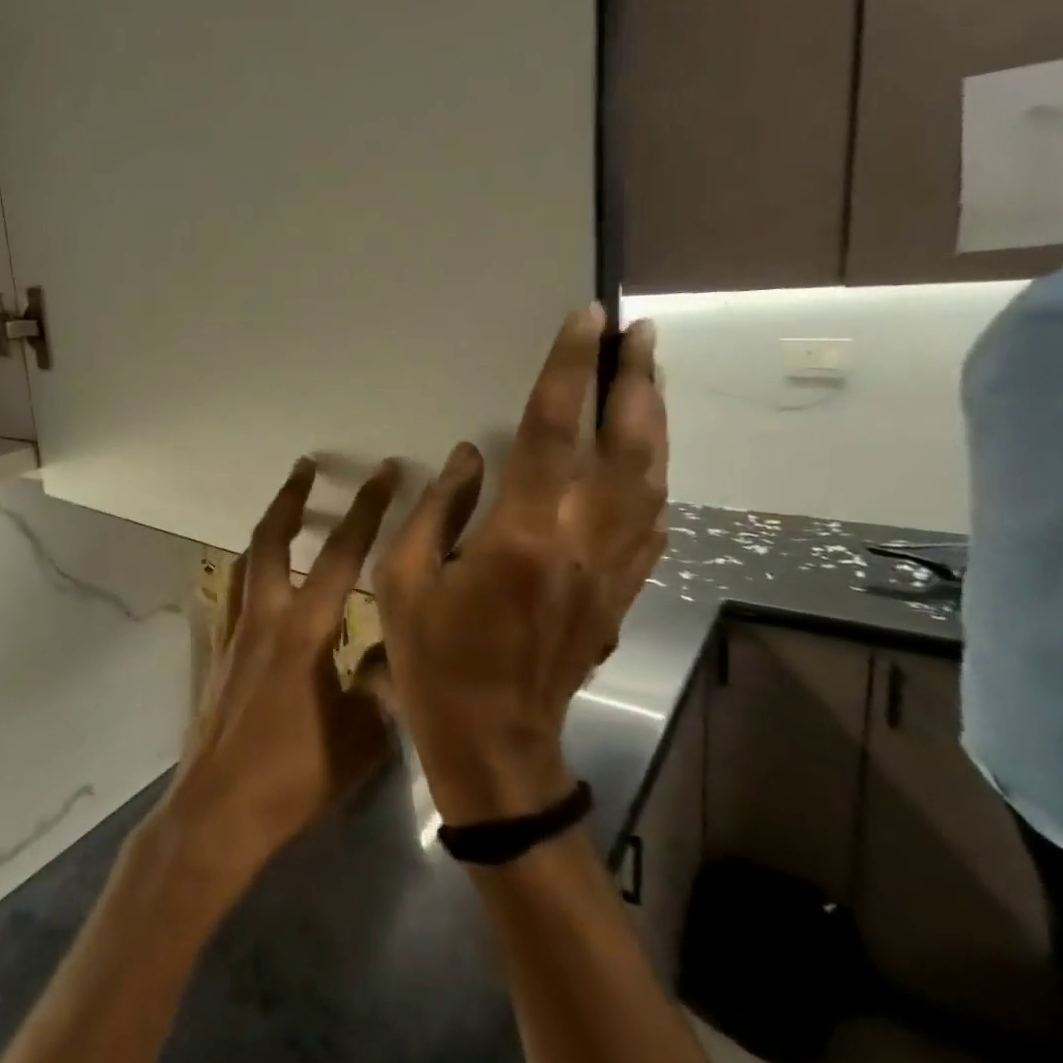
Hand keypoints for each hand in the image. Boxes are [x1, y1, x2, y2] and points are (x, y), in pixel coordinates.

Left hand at [160, 457, 401, 885]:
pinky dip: (246, 572)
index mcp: (306, 632)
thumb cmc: (294, 776)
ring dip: (268, 528)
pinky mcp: (217, 653)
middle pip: (272, 540)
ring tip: (284, 508)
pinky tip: (255, 577)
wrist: (220, 810)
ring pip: (246, 562)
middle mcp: (265, 619)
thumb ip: (383, 681)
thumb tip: (400, 645)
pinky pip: (231, 594)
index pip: (342, 556)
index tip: (381, 474)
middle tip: (307, 465)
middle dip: (293, 498)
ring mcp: (233, 633)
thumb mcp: (361, 735)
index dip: (365, 511)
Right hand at [376, 305, 667, 824]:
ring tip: (650, 376)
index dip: (571, 369)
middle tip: (640, 332)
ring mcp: (612, 570)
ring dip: (655, 421)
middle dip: (637, 381)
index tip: (588, 320)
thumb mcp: (405, 581)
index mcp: (523, 535)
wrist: (495, 742)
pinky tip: (651, 456)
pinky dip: (657, 476)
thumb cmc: (435, 660)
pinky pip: (653, 522)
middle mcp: (582, 542)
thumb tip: (471, 456)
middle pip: (627, 446)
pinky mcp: (621, 593)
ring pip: (652, 480)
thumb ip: (438, 510)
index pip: (556, 430)